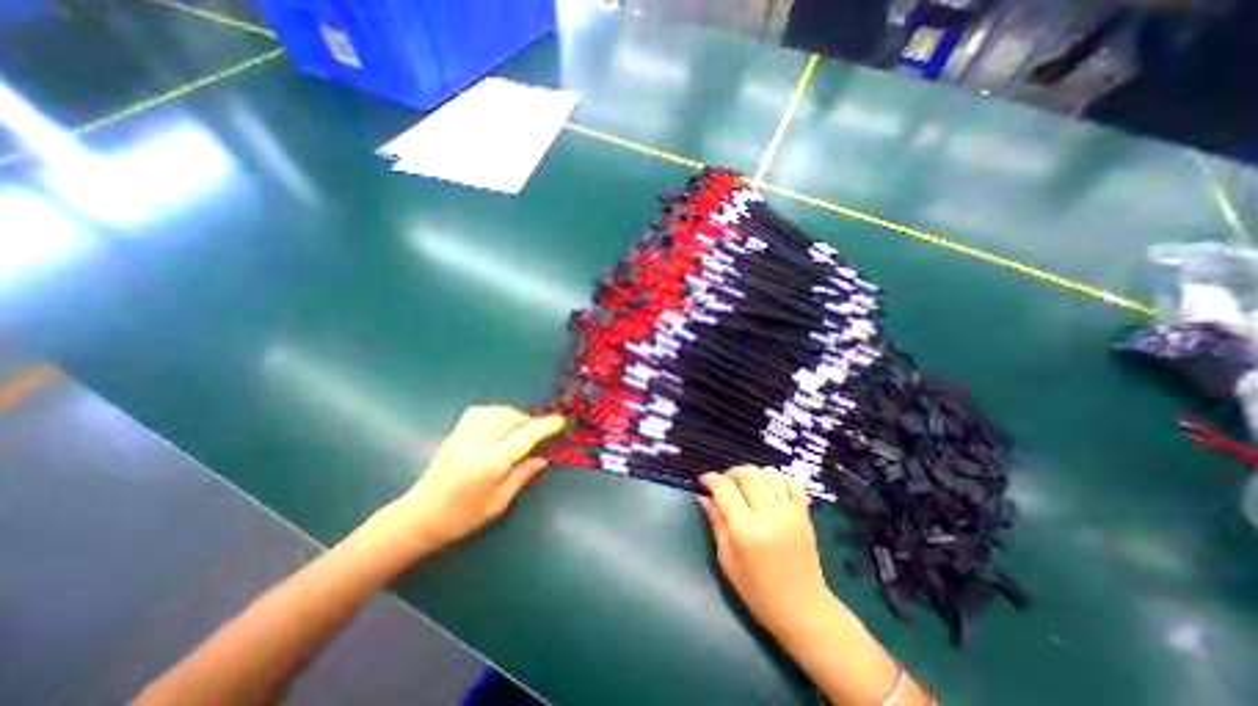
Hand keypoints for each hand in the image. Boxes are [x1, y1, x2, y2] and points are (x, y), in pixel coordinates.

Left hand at [381, 409, 561, 552]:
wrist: (418, 517)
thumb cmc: (461, 517)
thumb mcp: (497, 503)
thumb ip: (521, 476)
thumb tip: (543, 459)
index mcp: (490, 463)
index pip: (523, 437)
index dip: (543, 427)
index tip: (558, 421)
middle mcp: (477, 443)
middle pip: (510, 419)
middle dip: (528, 422)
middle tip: (537, 434)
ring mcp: (463, 435)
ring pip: (496, 411)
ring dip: (513, 415)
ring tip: (519, 429)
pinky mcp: (455, 432)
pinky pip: (479, 411)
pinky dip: (495, 411)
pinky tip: (498, 422)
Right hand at [697, 467, 832, 635]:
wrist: (803, 610)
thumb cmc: (758, 591)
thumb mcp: (727, 560)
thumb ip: (716, 523)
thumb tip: (703, 497)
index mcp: (746, 529)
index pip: (724, 488)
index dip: (711, 479)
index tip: (703, 481)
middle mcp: (769, 514)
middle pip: (747, 474)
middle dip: (730, 473)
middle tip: (723, 483)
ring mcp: (790, 512)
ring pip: (769, 473)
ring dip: (753, 473)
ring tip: (745, 485)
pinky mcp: (804, 513)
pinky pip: (791, 482)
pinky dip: (777, 478)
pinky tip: (768, 488)